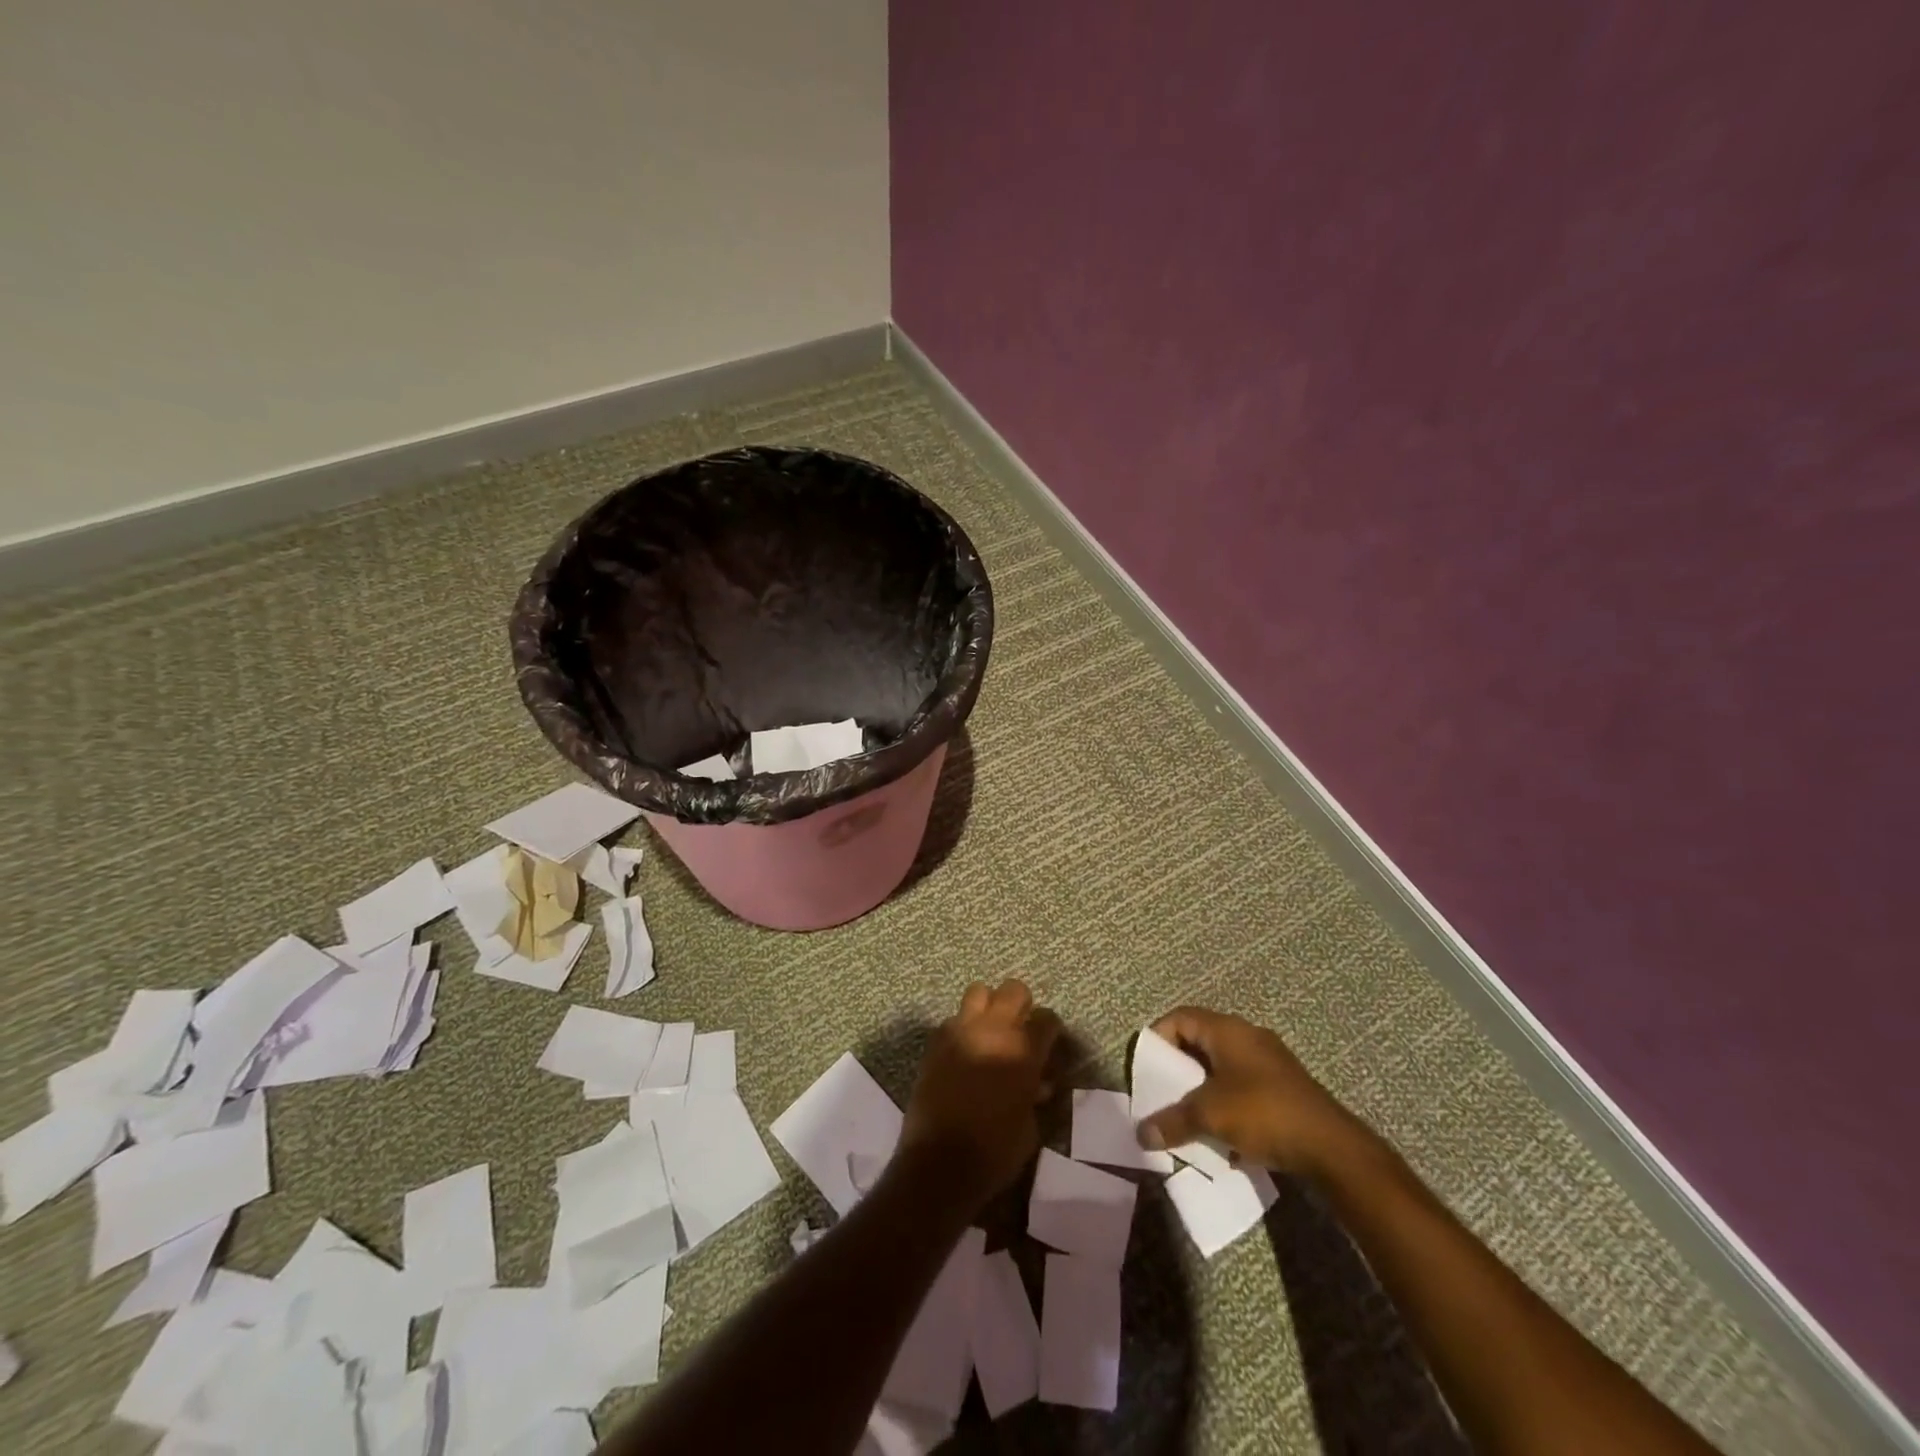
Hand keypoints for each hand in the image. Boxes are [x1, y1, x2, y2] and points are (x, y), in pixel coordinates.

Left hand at [898, 980, 1060, 1209]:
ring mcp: (960, 1032)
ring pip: (978, 992)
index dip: (1050, 1029)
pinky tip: (963, 1052)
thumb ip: (1034, 1093)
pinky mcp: (935, 1043)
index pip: (1047, 1018)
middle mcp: (993, 1030)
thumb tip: (1037, 1083)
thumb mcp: (1030, 1127)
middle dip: (1021, 1005)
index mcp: (1023, 1051)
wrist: (939, 1164)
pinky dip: (962, 1029)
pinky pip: (952, 1020)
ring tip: (989, 1032)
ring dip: (988, 1007)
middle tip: (1020, 1029)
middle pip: (1013, 990)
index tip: (1049, 1043)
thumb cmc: (995, 1151)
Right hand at [1137, 1007, 1365, 1177]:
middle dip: (1179, 1066)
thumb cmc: (1263, 1113)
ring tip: (1189, 1114)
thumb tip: (1141, 1134)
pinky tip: (1223, 1129)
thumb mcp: (1209, 1116)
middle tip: (1163, 1091)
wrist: (1331, 1147)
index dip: (1158, 1037)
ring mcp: (1269, 1060)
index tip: (1146, 1066)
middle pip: (1200, 1040)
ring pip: (1222, 1064)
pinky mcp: (1284, 1086)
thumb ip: (1172, 1121)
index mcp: (1227, 1030)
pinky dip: (1225, 1099)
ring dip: (1202, 1086)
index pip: (1180, 1017)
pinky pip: (1242, 1083)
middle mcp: (1247, 1035)